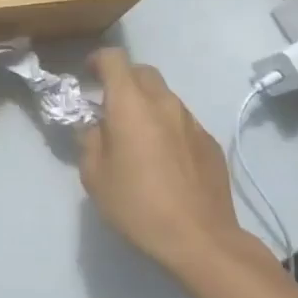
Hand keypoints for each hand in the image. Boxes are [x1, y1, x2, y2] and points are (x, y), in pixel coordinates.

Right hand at [78, 49, 251, 278]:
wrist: (200, 238)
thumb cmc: (137, 205)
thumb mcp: (94, 176)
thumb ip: (90, 141)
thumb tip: (95, 127)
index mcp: (130, 105)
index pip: (114, 59)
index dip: (98, 60)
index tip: (87, 75)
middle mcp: (164, 103)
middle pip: (143, 72)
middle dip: (124, 80)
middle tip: (110, 106)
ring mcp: (192, 121)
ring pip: (165, 96)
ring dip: (147, 105)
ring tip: (137, 136)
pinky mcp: (210, 142)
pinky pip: (182, 122)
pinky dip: (168, 127)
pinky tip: (164, 159)